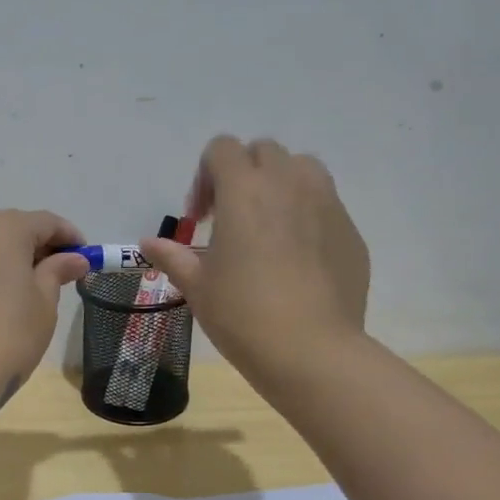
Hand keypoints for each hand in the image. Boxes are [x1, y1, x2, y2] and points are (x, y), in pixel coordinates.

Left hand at [0, 209, 90, 405]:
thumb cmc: (8, 336)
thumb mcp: (44, 304)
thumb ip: (56, 273)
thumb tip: (72, 259)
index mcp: (2, 230)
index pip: (44, 222)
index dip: (69, 237)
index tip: (86, 258)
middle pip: (12, 228)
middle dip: (38, 246)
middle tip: (60, 273)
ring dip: (11, 260)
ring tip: (30, 289)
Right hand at [139, 136, 369, 394]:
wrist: (311, 350)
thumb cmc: (242, 315)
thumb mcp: (197, 286)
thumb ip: (173, 256)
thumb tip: (148, 243)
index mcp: (244, 190)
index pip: (222, 149)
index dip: (204, 176)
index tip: (200, 218)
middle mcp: (289, 183)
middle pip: (264, 151)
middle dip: (243, 174)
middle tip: (231, 218)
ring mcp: (327, 204)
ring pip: (302, 169)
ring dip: (280, 185)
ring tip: (269, 227)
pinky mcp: (351, 230)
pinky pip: (326, 205)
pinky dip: (307, 216)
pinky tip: (298, 260)